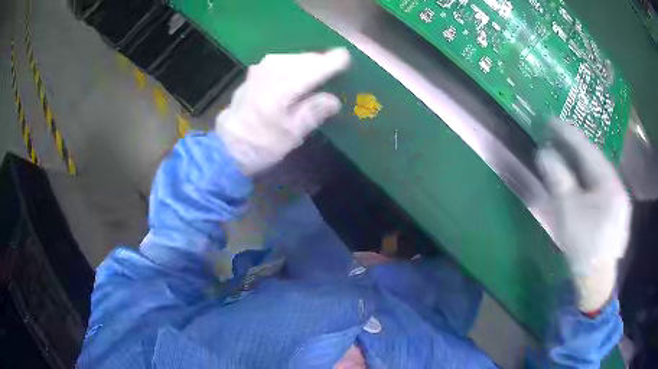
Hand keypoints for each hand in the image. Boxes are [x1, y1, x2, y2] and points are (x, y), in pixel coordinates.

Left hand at [215, 48, 350, 174]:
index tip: (347, 59)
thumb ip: (312, 114)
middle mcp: (269, 73)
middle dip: (321, 61)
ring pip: (292, 58)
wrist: (227, 146)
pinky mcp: (254, 73)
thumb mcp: (290, 136)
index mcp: (280, 90)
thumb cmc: (260, 145)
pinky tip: (298, 72)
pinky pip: (281, 61)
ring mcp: (259, 70)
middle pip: (303, 59)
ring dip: (308, 62)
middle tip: (336, 68)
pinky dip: (294, 64)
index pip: (312, 69)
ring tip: (320, 70)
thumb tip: (334, 100)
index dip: (331, 63)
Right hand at [536, 119, 630, 311]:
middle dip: (576, 147)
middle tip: (557, 136)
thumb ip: (558, 178)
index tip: (551, 121)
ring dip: (582, 163)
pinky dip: (589, 180)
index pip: (588, 150)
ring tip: (567, 155)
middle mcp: (619, 187)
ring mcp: (620, 201)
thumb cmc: (583, 245)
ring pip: (599, 175)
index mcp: (610, 184)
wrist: (595, 282)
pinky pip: (602, 188)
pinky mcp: (617, 213)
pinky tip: (581, 182)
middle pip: (595, 160)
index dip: (568, 134)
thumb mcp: (568, 210)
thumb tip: (544, 153)